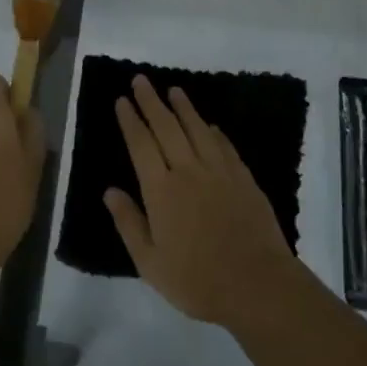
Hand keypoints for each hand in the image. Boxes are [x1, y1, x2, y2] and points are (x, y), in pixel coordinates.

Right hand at [105, 75, 300, 327]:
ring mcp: (219, 172)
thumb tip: (110, 191)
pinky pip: (225, 146)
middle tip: (141, 80)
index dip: (131, 121)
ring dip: (184, 107)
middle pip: (167, 128)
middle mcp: (188, 171)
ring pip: (198, 130)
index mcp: (161, 190)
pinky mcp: (244, 179)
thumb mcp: (150, 262)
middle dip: (152, 102)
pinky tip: (209, 125)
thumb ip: (129, 223)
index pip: (141, 145)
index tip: (122, 100)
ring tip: (174, 89)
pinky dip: (214, 132)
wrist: (257, 285)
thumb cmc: (196, 280)